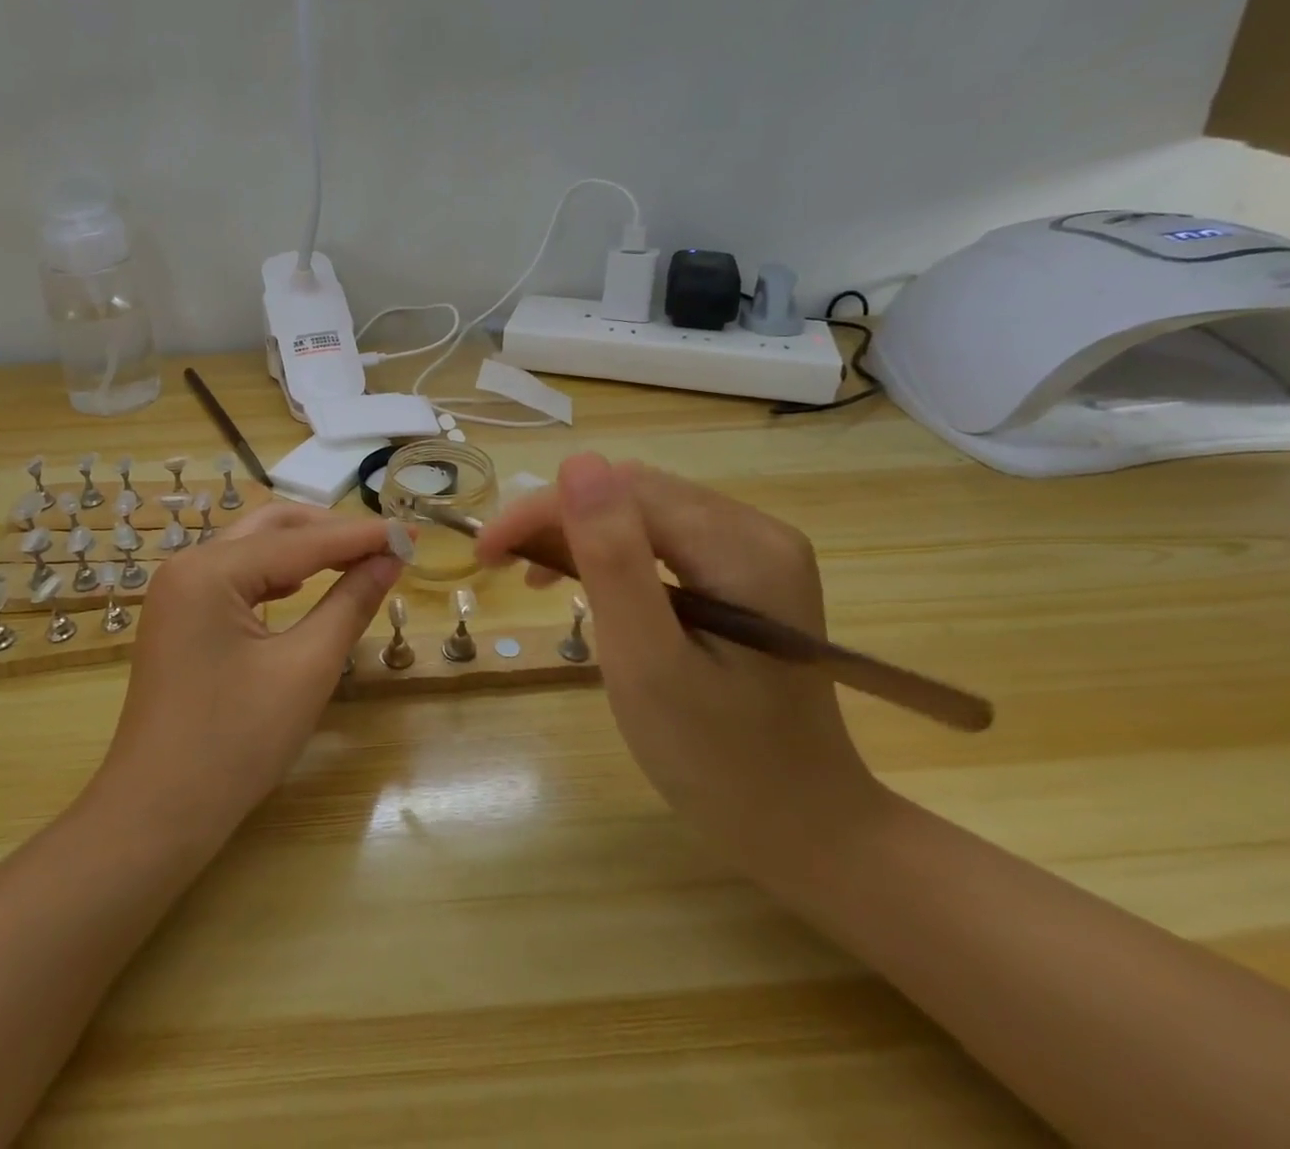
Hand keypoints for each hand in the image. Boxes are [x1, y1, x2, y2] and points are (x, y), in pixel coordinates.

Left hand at [87, 502, 402, 847]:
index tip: (412, 532)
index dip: (362, 536)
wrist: (156, 817)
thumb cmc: (235, 745)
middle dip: (331, 533)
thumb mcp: (305, 669)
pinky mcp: (180, 617)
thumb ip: (350, 603)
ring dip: (306, 550)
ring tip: (358, 560)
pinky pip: (237, 577)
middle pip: (272, 528)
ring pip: (254, 548)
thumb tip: (391, 558)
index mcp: (210, 570)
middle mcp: (187, 565)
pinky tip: (305, 585)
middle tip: (386, 545)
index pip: (301, 541)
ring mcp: (178, 591)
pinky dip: (278, 574)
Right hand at [476, 454, 881, 868]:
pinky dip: (612, 554)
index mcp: (743, 548)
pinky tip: (587, 584)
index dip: (544, 510)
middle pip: (634, 495)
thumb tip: (578, 461)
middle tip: (503, 565)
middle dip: (558, 520)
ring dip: (580, 535)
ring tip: (535, 577)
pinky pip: (663, 540)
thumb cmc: (717, 759)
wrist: (803, 828)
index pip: (623, 492)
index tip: (485, 551)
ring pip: (642, 512)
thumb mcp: (648, 661)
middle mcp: (757, 531)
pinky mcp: (746, 575)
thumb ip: (612, 559)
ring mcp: (756, 552)